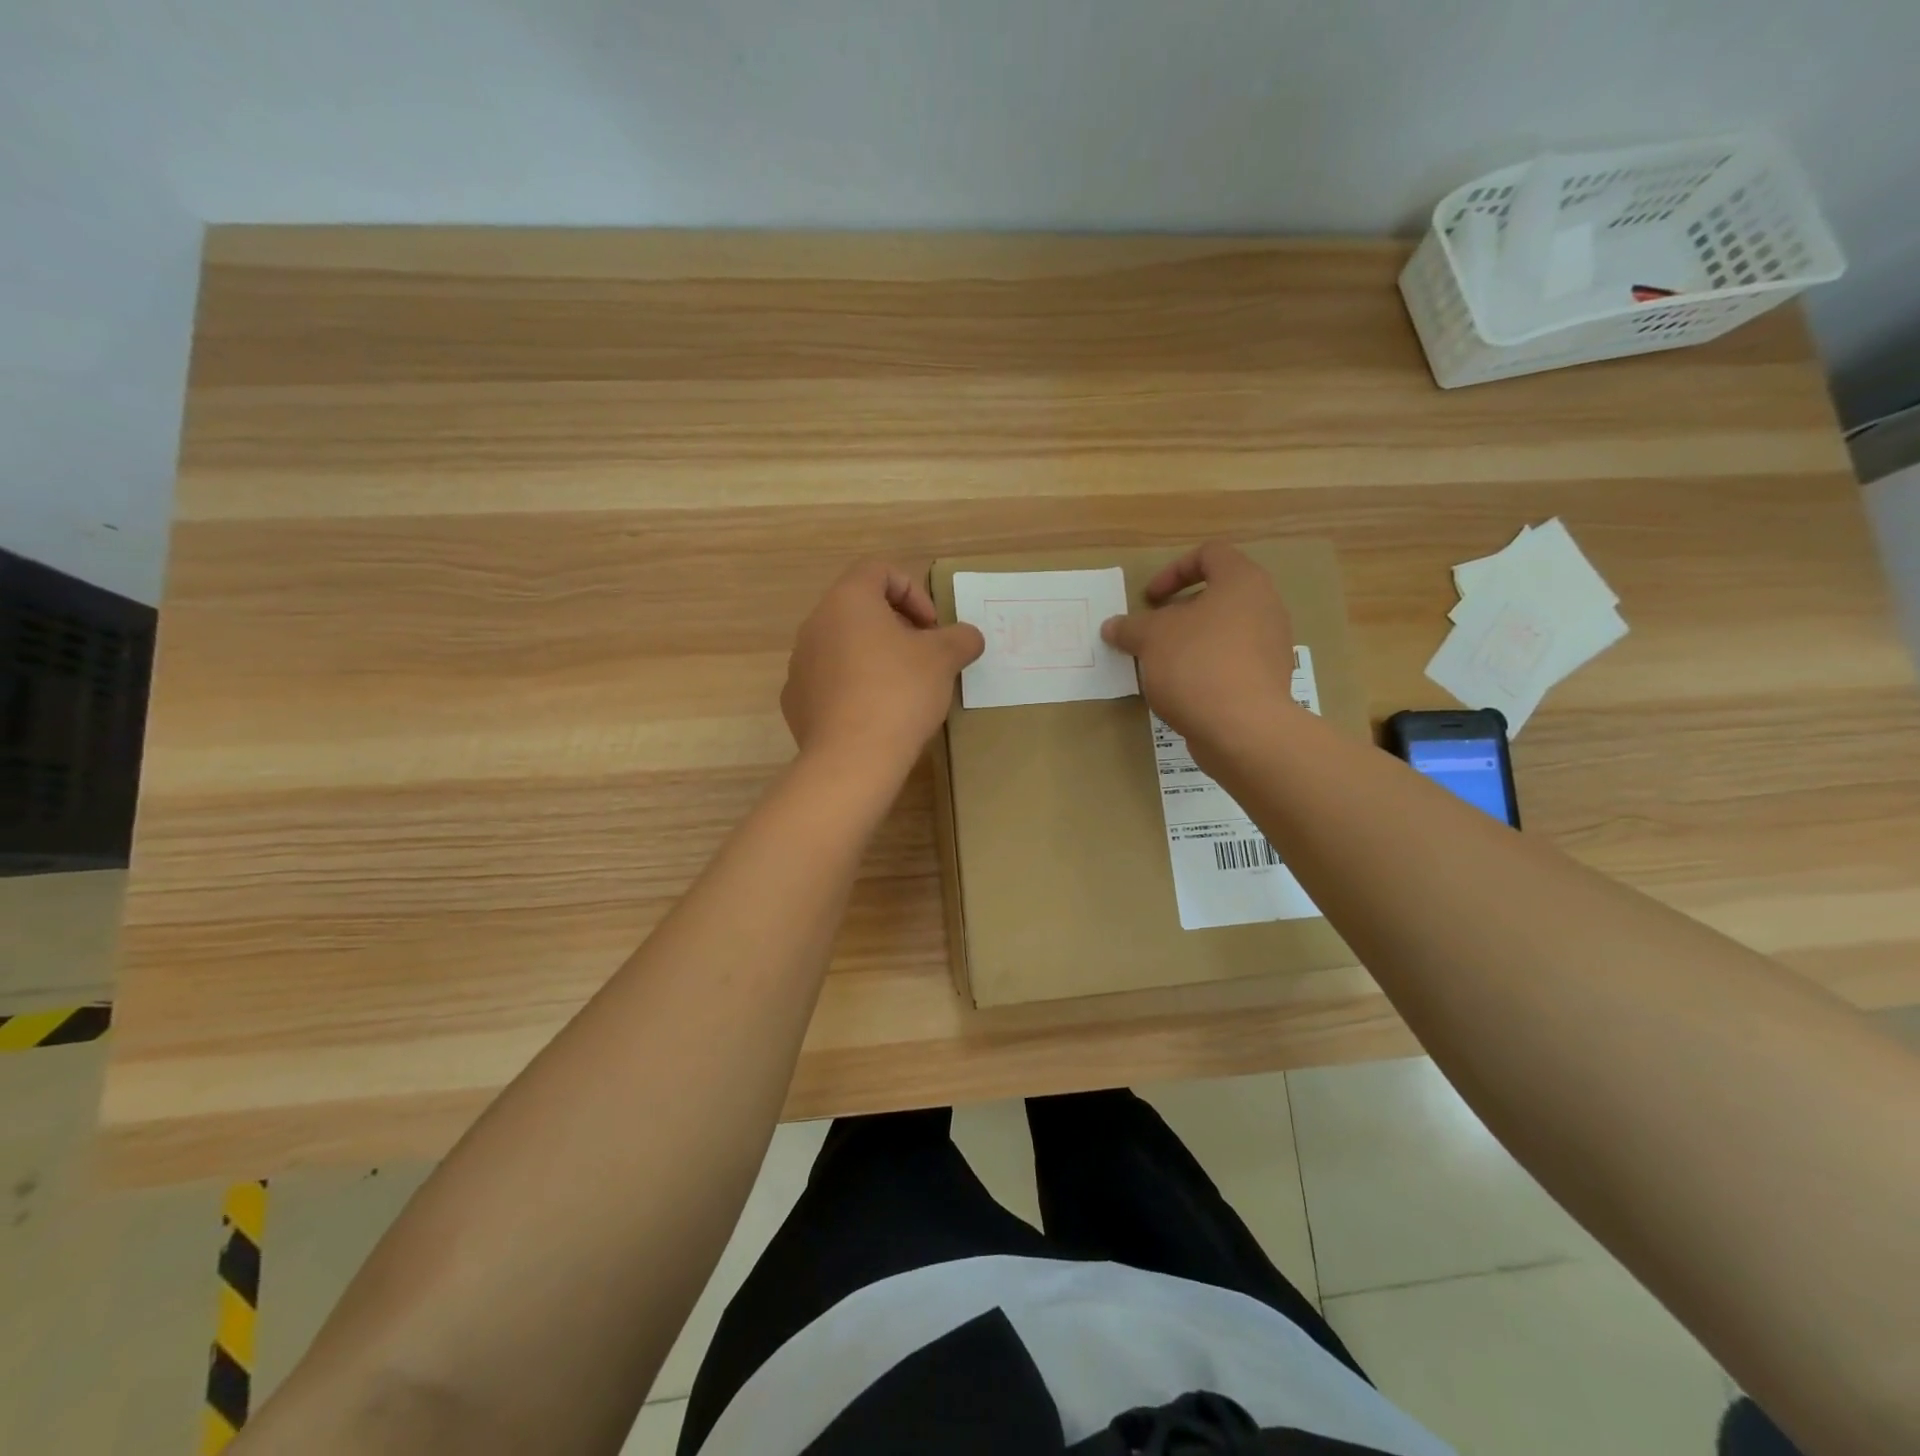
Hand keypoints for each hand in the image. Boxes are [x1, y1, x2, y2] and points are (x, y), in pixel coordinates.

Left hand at [782, 560, 984, 779]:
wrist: (852, 758)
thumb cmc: (899, 693)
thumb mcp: (944, 660)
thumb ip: (960, 638)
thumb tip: (968, 637)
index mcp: (848, 600)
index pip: (878, 571)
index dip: (913, 592)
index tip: (932, 628)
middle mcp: (816, 624)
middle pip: (859, 609)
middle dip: (896, 627)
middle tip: (923, 657)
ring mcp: (800, 664)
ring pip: (843, 646)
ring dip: (873, 657)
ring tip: (902, 689)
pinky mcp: (796, 701)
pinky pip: (829, 681)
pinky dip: (853, 688)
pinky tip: (875, 715)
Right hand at [1101, 541, 1300, 762]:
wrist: (1243, 728)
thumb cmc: (1197, 664)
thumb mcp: (1150, 639)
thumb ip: (1130, 627)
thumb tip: (1112, 626)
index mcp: (1243, 582)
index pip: (1210, 554)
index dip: (1174, 571)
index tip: (1150, 600)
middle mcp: (1266, 607)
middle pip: (1218, 595)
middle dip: (1179, 612)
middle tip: (1152, 633)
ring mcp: (1272, 646)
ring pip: (1224, 631)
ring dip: (1191, 642)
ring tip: (1163, 665)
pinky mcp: (1268, 681)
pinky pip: (1232, 663)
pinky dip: (1206, 668)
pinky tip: (1183, 691)